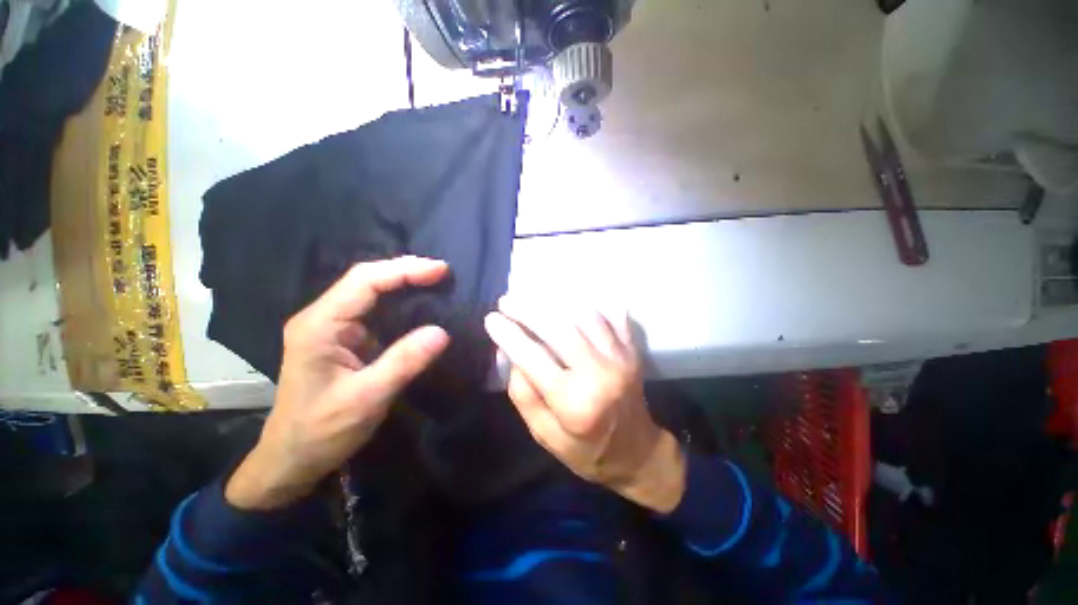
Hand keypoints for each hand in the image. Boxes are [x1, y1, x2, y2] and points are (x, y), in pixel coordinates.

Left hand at [226, 257, 450, 510]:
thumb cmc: (322, 431)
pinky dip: (400, 300)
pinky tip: (419, 302)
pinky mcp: (344, 338)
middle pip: (366, 279)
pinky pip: (374, 309)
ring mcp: (332, 327)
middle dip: (405, 271)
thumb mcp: (367, 398)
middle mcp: (323, 318)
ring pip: (370, 291)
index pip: (364, 281)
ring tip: (436, 280)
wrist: (292, 459)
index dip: (404, 270)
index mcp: (320, 325)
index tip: (440, 271)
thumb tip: (442, 332)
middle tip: (442, 272)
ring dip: (403, 282)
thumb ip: (404, 362)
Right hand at [484, 298, 685, 512]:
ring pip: (584, 314)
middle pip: (559, 328)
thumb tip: (511, 351)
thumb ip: (524, 393)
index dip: (508, 335)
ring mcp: (621, 357)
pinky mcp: (631, 349)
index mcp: (575, 404)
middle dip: (527, 309)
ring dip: (554, 301)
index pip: (533, 358)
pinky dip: (588, 301)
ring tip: (532, 297)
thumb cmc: (585, 449)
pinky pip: (611, 313)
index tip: (491, 319)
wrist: (636, 451)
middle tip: (506, 301)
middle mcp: (600, 375)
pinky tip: (568, 297)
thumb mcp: (544, 434)